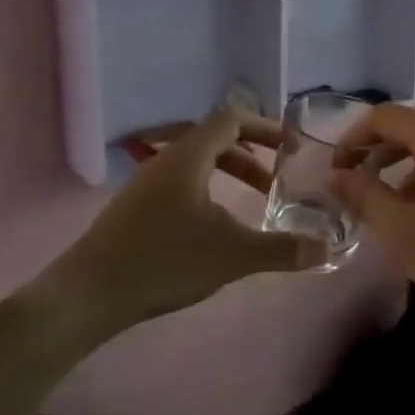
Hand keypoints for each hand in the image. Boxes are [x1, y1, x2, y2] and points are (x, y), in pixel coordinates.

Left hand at [53, 108, 328, 328]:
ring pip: (198, 165)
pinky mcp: (136, 208)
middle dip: (252, 157)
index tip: (292, 148)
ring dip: (231, 176)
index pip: (232, 119)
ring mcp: (146, 184)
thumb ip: (281, 249)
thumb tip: (325, 250)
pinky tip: (216, 228)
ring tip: (253, 205)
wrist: (89, 294)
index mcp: (188, 156)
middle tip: (278, 182)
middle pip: (216, 140)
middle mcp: (166, 161)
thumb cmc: (164, 260)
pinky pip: (182, 184)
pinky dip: (210, 192)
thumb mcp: (232, 255)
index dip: (266, 128)